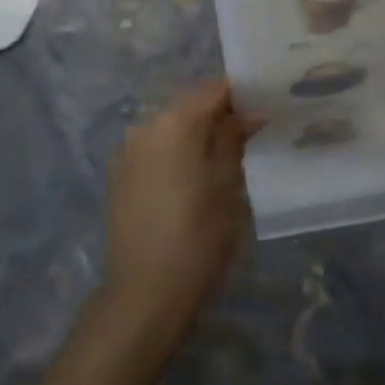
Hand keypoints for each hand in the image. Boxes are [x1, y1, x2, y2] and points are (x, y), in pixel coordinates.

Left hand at [99, 79, 260, 343]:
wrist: (144, 295)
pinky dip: (176, 151)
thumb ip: (233, 139)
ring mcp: (127, 150)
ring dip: (197, 133)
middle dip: (220, 113)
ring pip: (171, 127)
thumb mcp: (227, 184)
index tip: (265, 105)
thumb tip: (249, 113)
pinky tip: (193, 176)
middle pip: (190, 105)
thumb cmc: (198, 237)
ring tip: (225, 155)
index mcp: (174, 122)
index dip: (242, 94)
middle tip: (251, 131)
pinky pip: (155, 148)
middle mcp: (145, 125)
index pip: (214, 89)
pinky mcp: (119, 175)